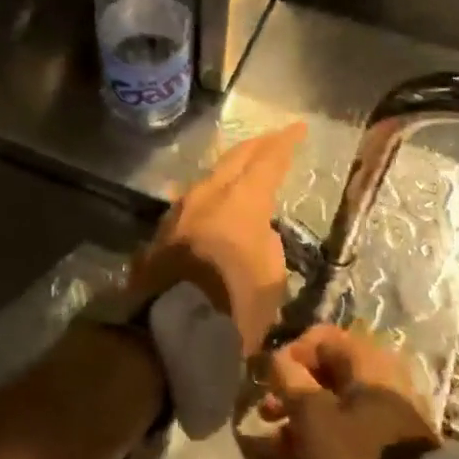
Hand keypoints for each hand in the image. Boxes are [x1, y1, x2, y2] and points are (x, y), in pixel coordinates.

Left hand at [127, 123, 304, 355]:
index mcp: (241, 199)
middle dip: (255, 147)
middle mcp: (206, 194)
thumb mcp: (271, 277)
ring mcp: (178, 211)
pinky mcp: (161, 233)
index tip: (297, 128)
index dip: (285, 143)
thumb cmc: (235, 305)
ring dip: (228, 172)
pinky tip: (213, 205)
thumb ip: (267, 243)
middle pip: (233, 160)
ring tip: (242, 171)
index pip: (268, 160)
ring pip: (208, 179)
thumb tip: (256, 232)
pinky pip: (192, 203)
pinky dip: (210, 197)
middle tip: (271, 141)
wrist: (171, 330)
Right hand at [261, 324, 438, 458]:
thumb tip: (276, 357)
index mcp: (367, 359)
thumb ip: (288, 379)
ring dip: (303, 416)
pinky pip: (349, 428)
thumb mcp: (312, 414)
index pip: (319, 337)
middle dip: (292, 390)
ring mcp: (390, 412)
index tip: (268, 381)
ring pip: (335, 403)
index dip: (288, 354)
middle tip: (266, 413)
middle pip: (326, 371)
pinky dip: (324, 436)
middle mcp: (382, 377)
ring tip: (278, 443)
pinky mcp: (392, 445)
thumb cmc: (355, 455)